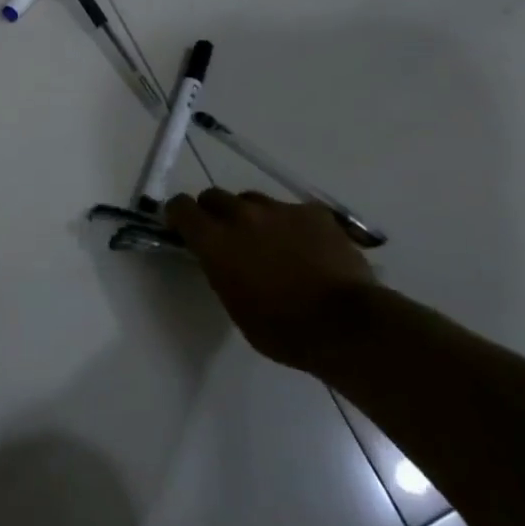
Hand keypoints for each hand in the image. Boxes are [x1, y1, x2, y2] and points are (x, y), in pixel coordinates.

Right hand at [166, 190, 377, 374]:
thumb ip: (221, 270)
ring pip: (253, 200)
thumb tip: (222, 258)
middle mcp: (242, 215)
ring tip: (269, 242)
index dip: (179, 215)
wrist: (346, 324)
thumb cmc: (282, 329)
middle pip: (214, 196)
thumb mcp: (235, 305)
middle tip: (226, 236)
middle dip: (214, 212)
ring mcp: (280, 209)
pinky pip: (291, 210)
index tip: (182, 226)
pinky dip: (290, 224)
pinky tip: (306, 248)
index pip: (181, 208)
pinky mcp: (313, 212)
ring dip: (252, 216)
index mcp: (216, 241)